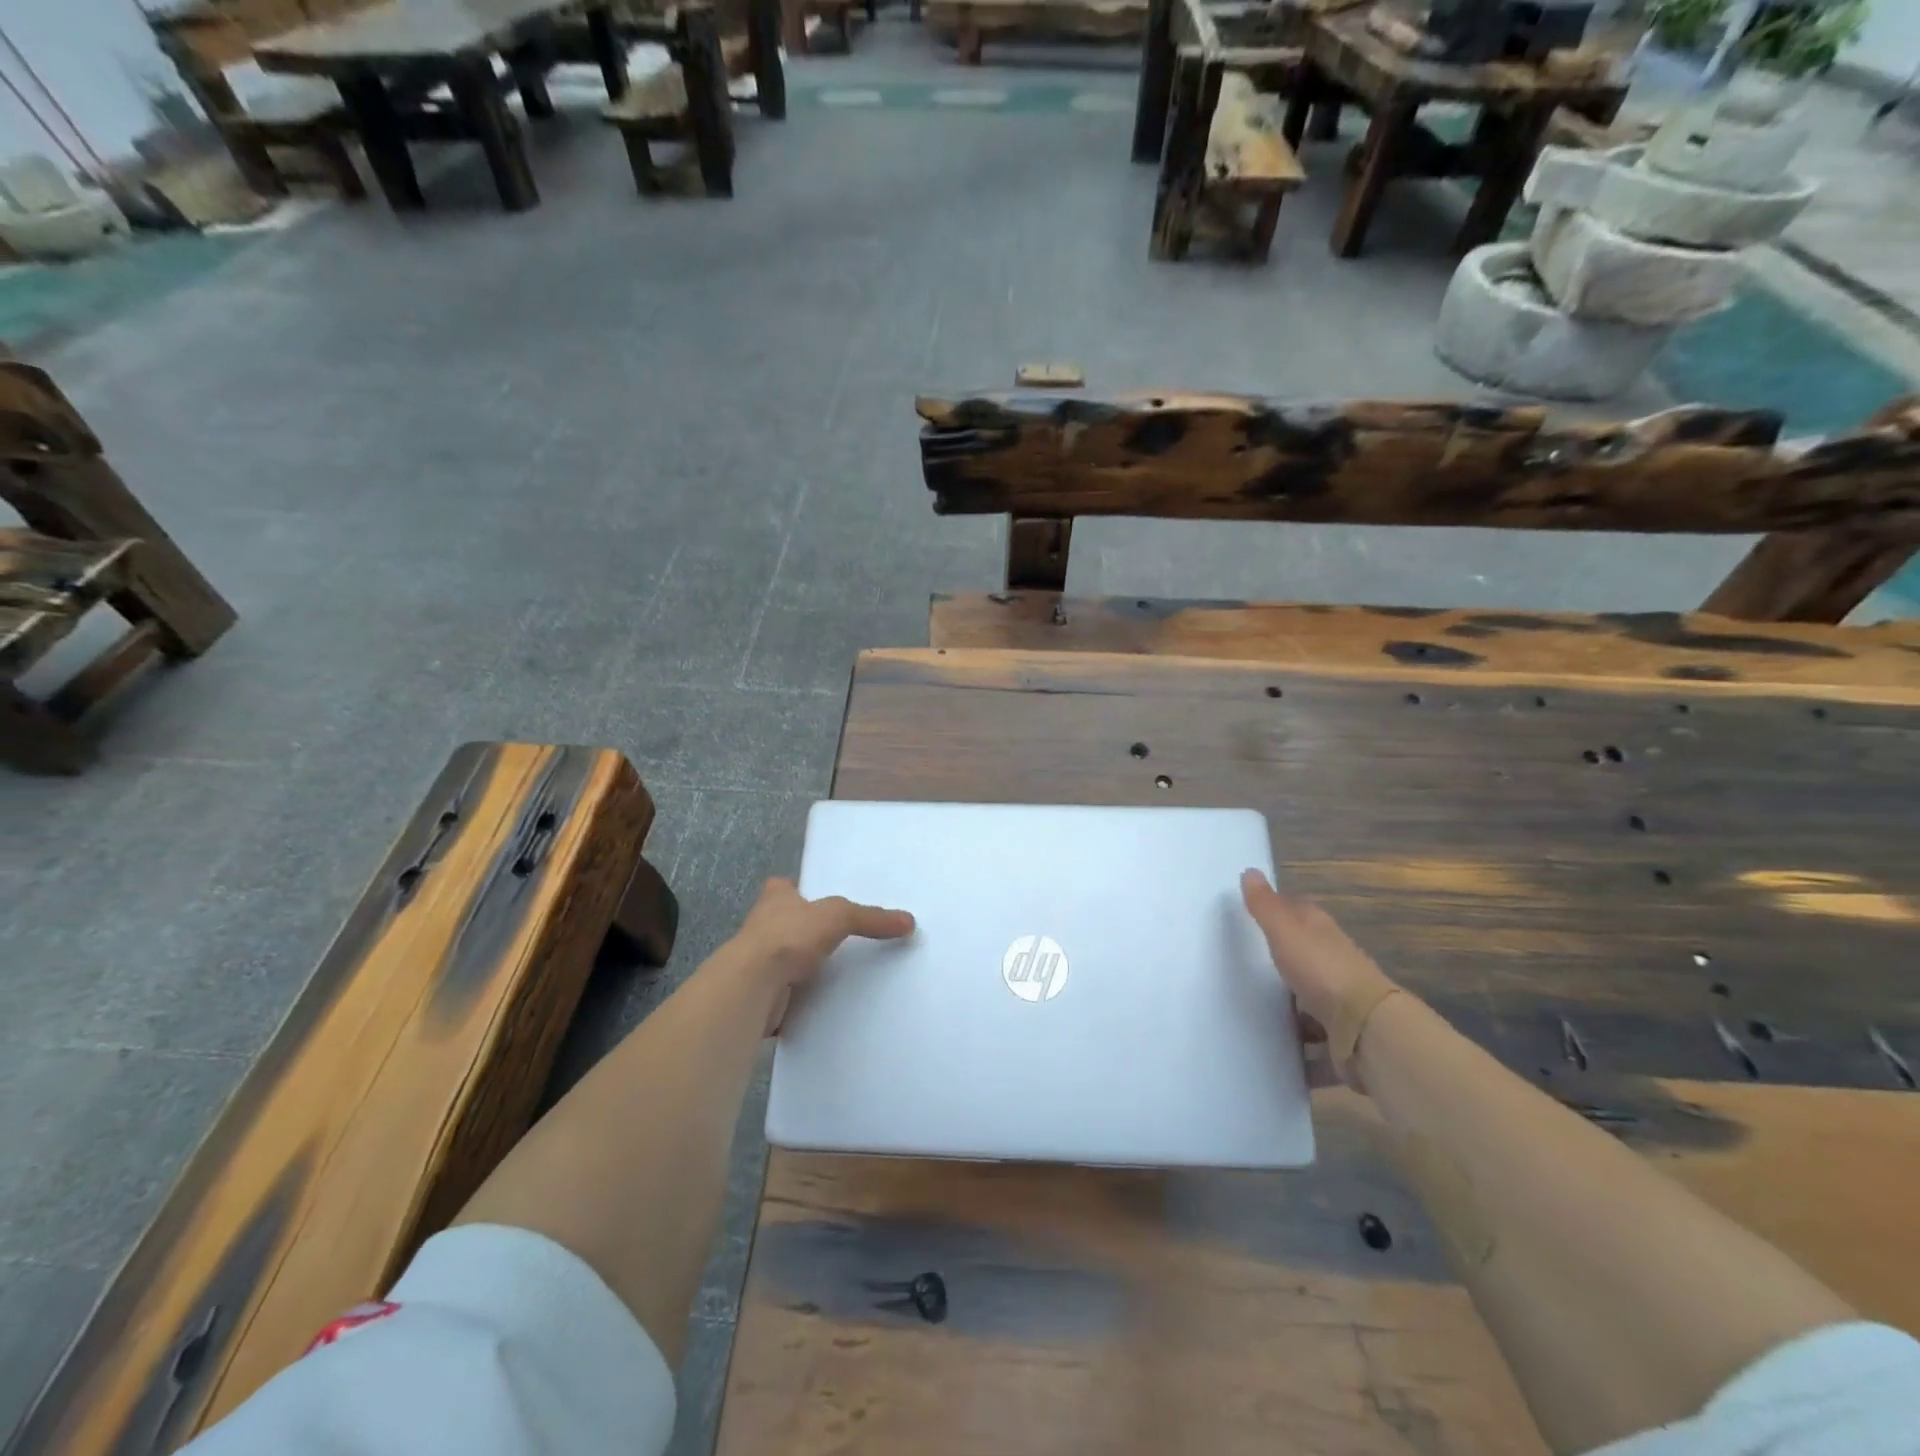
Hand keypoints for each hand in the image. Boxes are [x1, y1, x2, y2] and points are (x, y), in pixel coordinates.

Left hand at [727, 878, 915, 1033]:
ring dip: (805, 967)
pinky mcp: (762, 994)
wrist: (753, 986)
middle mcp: (763, 927)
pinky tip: (826, 1004)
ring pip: (787, 960)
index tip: (815, 898)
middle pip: (787, 924)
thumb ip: (871, 918)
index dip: (797, 889)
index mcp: (775, 899)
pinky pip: (788, 994)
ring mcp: (759, 963)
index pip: (783, 887)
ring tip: (840, 973)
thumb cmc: (789, 936)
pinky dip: (803, 999)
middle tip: (839, 938)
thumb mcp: (839, 916)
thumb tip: (909, 921)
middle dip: (806, 931)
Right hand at [1240, 870, 1399, 1089]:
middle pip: (1305, 961)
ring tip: (1253, 1021)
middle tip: (1242, 972)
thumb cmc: (1323, 972)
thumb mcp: (1286, 932)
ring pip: (1311, 1007)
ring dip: (1291, 1015)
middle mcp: (1336, 966)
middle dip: (1282, 967)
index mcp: (1323, 935)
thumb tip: (1249, 870)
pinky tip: (1277, 1061)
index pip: (1301, 914)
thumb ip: (1266, 906)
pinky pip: (1318, 1049)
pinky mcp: (1345, 1044)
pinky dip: (1302, 1057)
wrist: (1368, 1031)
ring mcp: (1343, 1007)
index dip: (1280, 913)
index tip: (1252, 918)